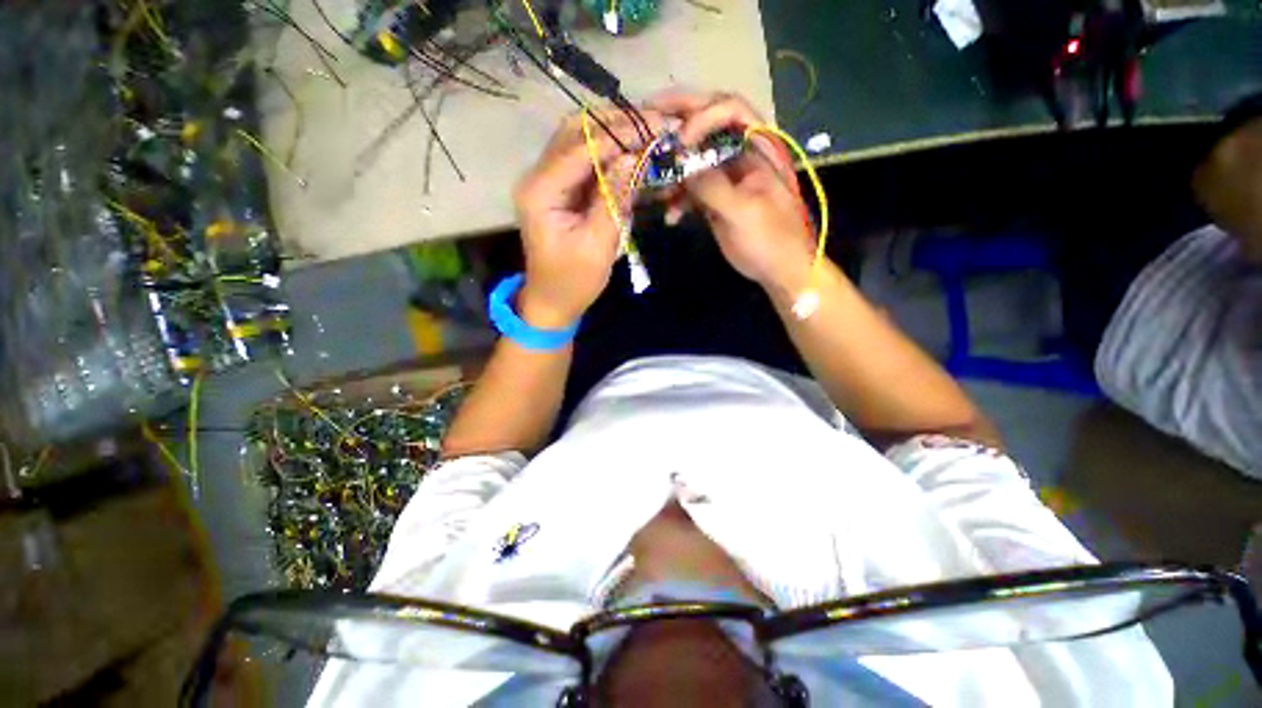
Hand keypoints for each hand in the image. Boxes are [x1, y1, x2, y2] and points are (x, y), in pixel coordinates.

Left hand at [513, 109, 660, 328]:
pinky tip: (632, 151)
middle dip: (617, 124)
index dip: (620, 133)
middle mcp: (538, 176)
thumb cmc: (574, 281)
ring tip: (648, 132)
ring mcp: (548, 180)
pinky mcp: (560, 188)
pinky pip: (585, 159)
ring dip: (614, 133)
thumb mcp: (598, 245)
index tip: (657, 125)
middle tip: (655, 123)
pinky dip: (609, 152)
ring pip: (580, 139)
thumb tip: (634, 157)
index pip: (581, 147)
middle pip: (576, 131)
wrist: (552, 300)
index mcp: (541, 191)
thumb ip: (613, 199)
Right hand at [648, 93, 816, 291]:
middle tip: (648, 111)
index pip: (730, 110)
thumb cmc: (771, 239)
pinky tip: (670, 217)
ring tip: (654, 185)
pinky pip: (691, 190)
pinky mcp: (715, 199)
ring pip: (694, 159)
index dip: (702, 117)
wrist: (778, 269)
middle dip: (678, 121)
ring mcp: (725, 177)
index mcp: (757, 148)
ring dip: (672, 170)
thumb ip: (714, 186)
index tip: (680, 143)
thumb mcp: (744, 212)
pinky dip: (678, 200)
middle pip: (707, 125)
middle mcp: (740, 155)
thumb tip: (682, 166)